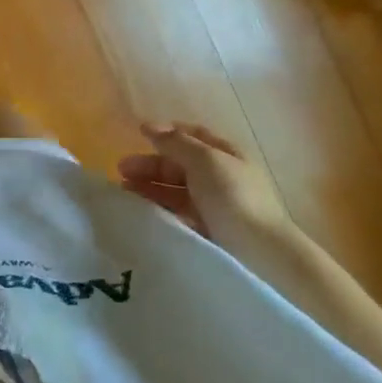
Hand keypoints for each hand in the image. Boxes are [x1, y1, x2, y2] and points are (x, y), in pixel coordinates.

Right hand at [118, 121, 298, 254]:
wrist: (260, 254)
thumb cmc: (234, 198)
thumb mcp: (205, 160)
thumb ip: (176, 143)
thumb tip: (151, 128)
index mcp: (226, 155)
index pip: (193, 136)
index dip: (167, 132)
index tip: (138, 134)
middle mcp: (220, 177)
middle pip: (180, 164)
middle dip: (151, 163)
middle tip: (121, 170)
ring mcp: (214, 206)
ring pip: (175, 190)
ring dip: (149, 186)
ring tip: (124, 192)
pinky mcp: (207, 231)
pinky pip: (177, 213)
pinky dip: (158, 208)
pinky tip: (142, 212)